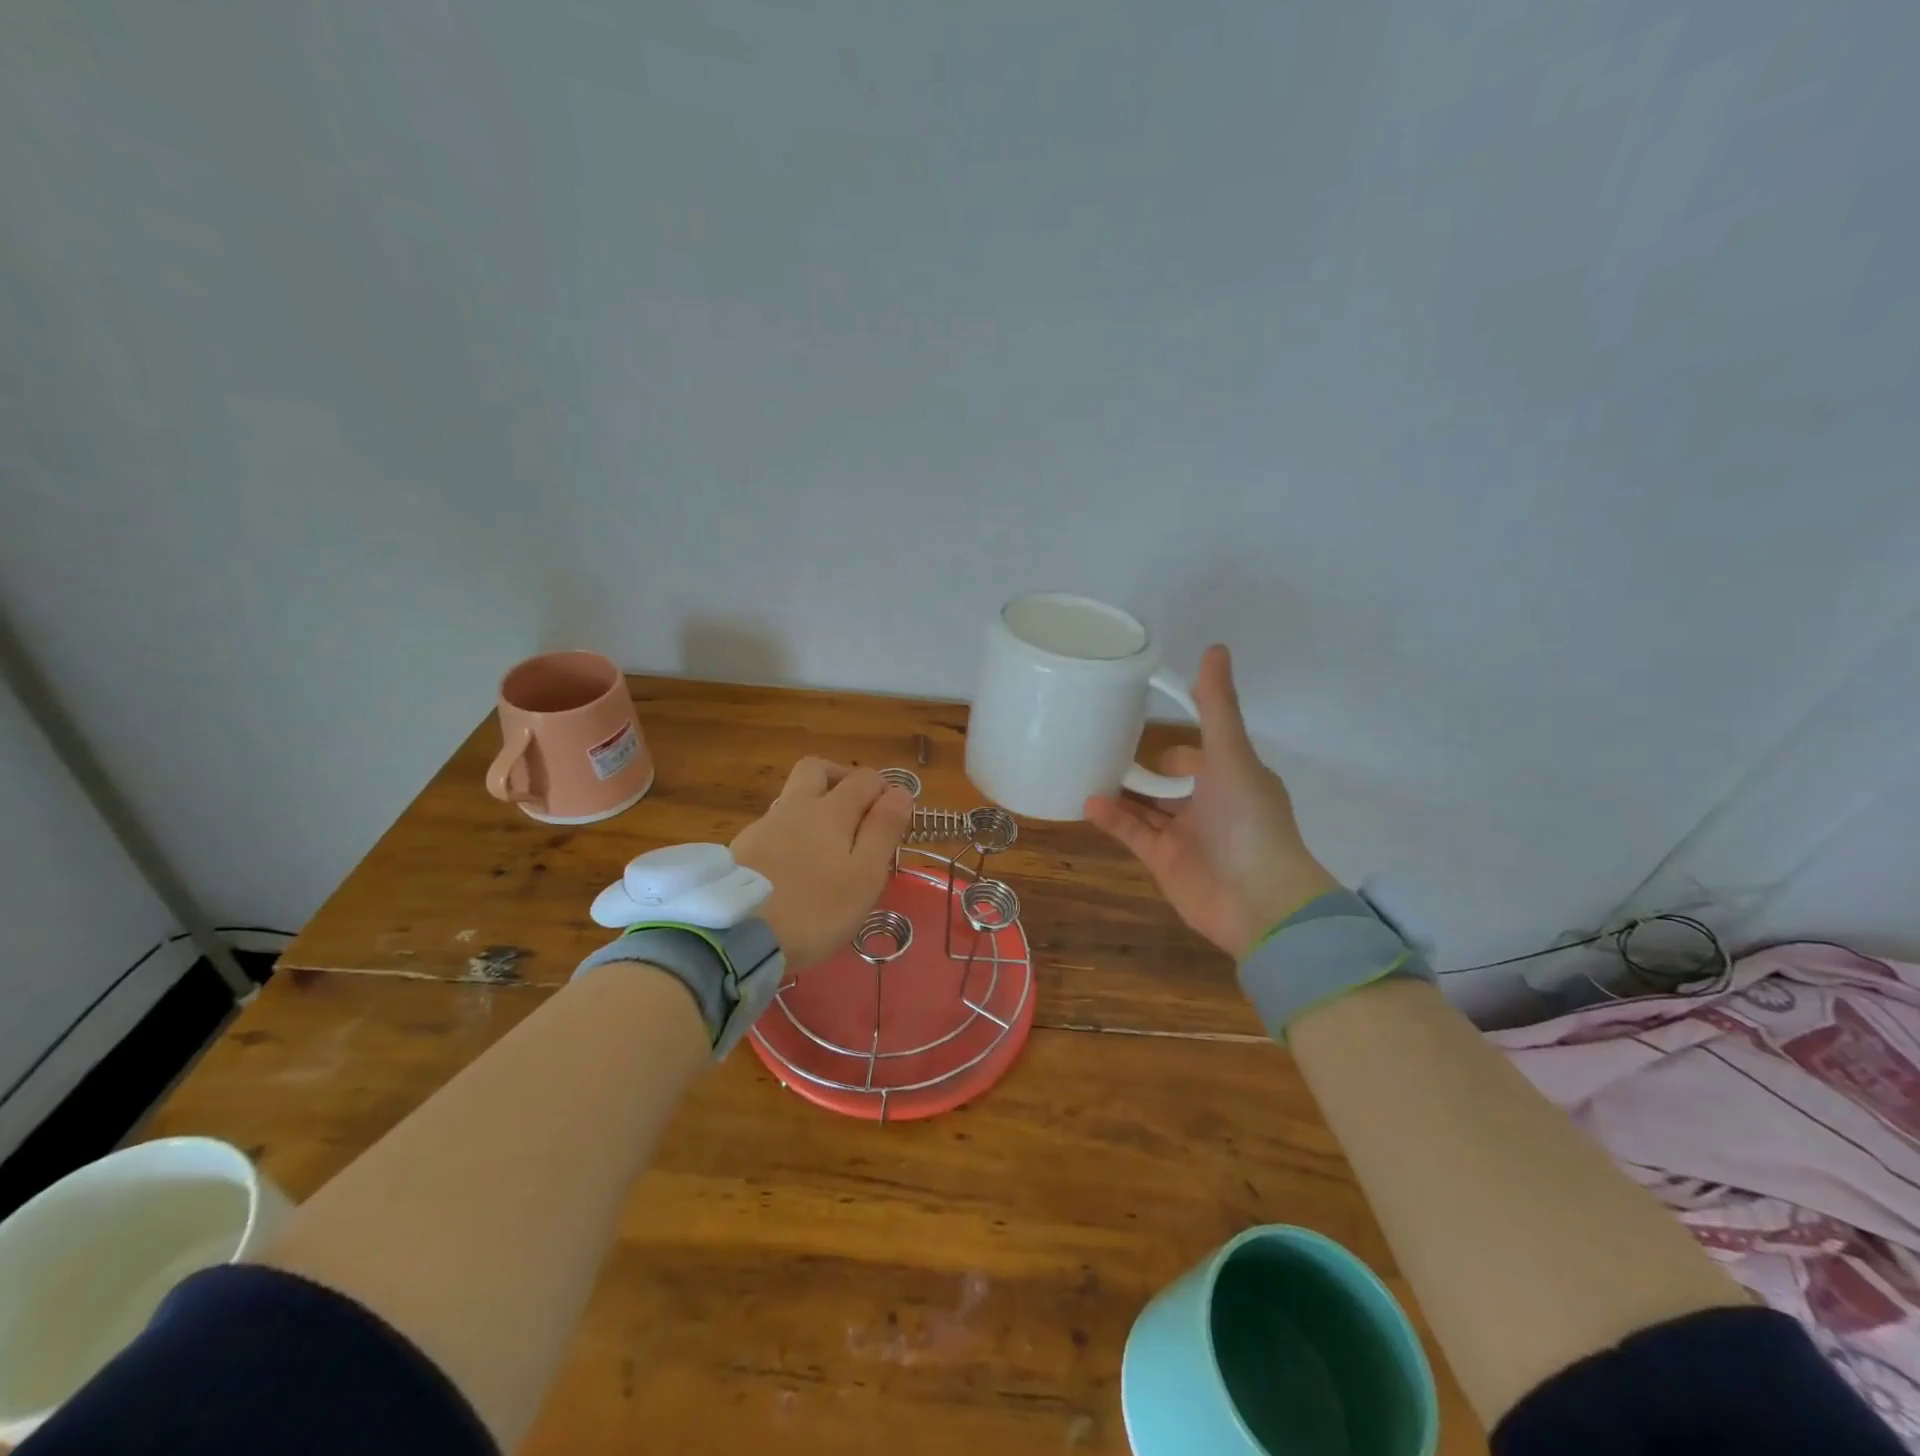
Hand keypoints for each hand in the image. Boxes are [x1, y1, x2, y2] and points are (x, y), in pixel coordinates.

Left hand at [731, 758, 914, 969]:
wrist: (735, 936)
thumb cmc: (814, 909)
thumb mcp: (864, 876)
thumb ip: (883, 831)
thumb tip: (901, 792)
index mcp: (830, 810)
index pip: (865, 779)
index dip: (885, 791)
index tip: (894, 820)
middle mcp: (795, 806)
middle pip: (817, 770)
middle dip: (842, 779)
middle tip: (857, 811)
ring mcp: (763, 826)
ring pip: (793, 799)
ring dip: (815, 808)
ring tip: (828, 849)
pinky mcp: (741, 849)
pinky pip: (774, 827)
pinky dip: (791, 834)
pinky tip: (795, 868)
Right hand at [1086, 644, 1339, 958]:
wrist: (1257, 902)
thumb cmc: (1249, 821)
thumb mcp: (1232, 755)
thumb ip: (1216, 706)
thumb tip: (1215, 646)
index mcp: (1232, 777)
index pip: (1200, 753)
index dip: (1177, 743)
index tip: (1141, 722)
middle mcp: (1210, 805)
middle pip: (1170, 782)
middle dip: (1141, 768)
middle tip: (1100, 744)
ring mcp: (1186, 835)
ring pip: (1147, 807)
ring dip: (1121, 791)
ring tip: (1084, 768)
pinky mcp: (1164, 862)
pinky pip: (1133, 834)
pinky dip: (1112, 818)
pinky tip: (1089, 802)